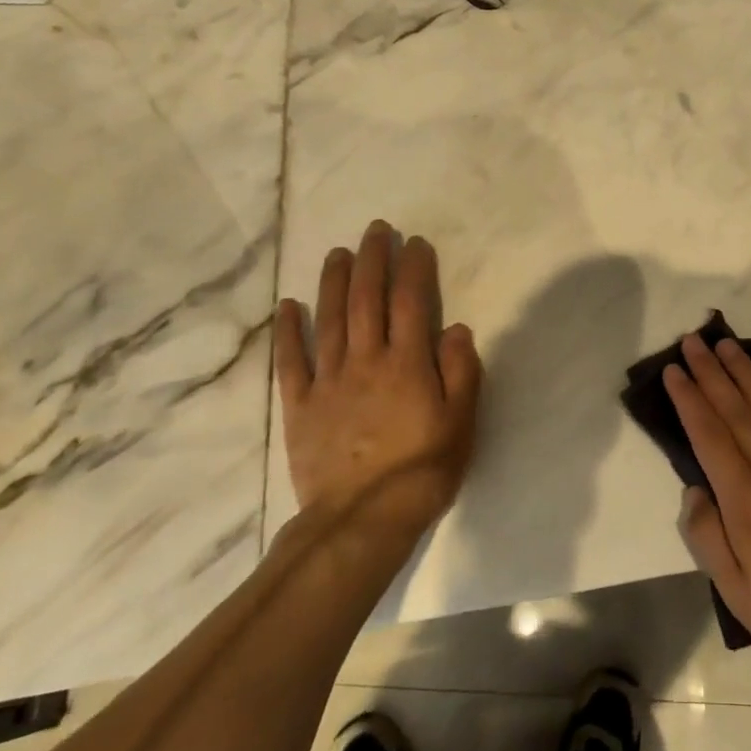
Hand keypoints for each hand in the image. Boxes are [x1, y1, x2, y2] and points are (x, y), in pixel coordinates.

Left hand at [274, 221, 482, 542]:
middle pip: (367, 299)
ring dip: (334, 282)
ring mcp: (328, 381)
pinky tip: (288, 306)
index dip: (414, 268)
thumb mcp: (461, 422)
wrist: (362, 521)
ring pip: (329, 319)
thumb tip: (456, 327)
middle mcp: (366, 361)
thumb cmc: (422, 470)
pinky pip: (291, 361)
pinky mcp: (300, 406)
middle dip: (373, 260)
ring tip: (338, 252)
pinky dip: (288, 331)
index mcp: (407, 363)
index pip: (411, 301)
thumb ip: (461, 371)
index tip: (416, 243)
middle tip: (376, 230)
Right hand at [664, 334, 750, 677]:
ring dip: (743, 372)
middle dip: (710, 371)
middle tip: (693, 341)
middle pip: (735, 408)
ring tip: (725, 345)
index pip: (709, 433)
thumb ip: (706, 536)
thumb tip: (693, 490)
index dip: (689, 398)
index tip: (674, 370)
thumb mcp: (735, 591)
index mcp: (744, 497)